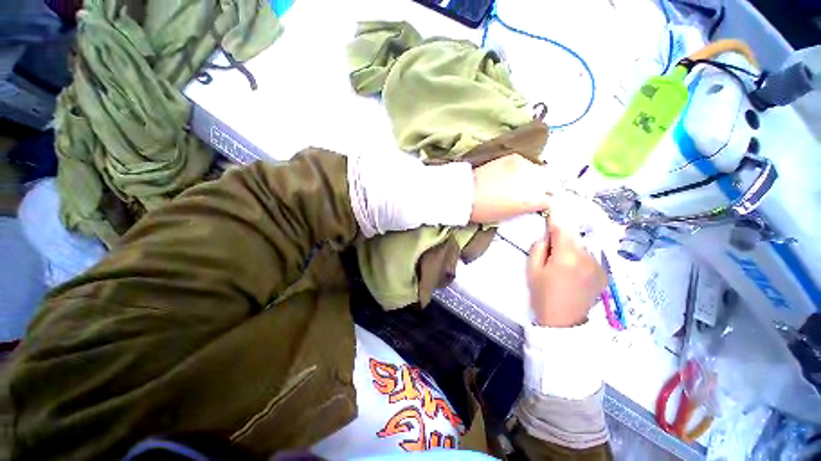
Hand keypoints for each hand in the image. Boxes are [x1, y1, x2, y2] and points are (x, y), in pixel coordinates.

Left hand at [470, 154, 554, 223]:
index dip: (545, 204)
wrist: (466, 193)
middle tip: (535, 194)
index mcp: (532, 200)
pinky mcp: (514, 157)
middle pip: (551, 183)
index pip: (551, 201)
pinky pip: (528, 163)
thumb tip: (534, 203)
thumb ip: (526, 208)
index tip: (539, 205)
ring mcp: (524, 166)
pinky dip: (526, 169)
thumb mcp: (509, 216)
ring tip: (525, 183)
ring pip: (541, 171)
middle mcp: (533, 181)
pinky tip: (515, 174)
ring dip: (537, 178)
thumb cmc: (484, 211)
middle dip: (545, 189)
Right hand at [526, 206, 607, 327]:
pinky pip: (590, 256)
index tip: (553, 204)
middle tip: (551, 246)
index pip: (563, 227)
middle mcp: (588, 256)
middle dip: (562, 235)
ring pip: (582, 246)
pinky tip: (573, 271)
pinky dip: (581, 257)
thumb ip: (539, 247)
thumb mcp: (532, 269)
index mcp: (567, 255)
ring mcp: (599, 265)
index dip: (557, 215)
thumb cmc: (543, 294)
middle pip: (574, 235)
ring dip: (572, 247)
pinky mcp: (604, 273)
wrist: (564, 321)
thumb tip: (547, 235)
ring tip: (562, 264)